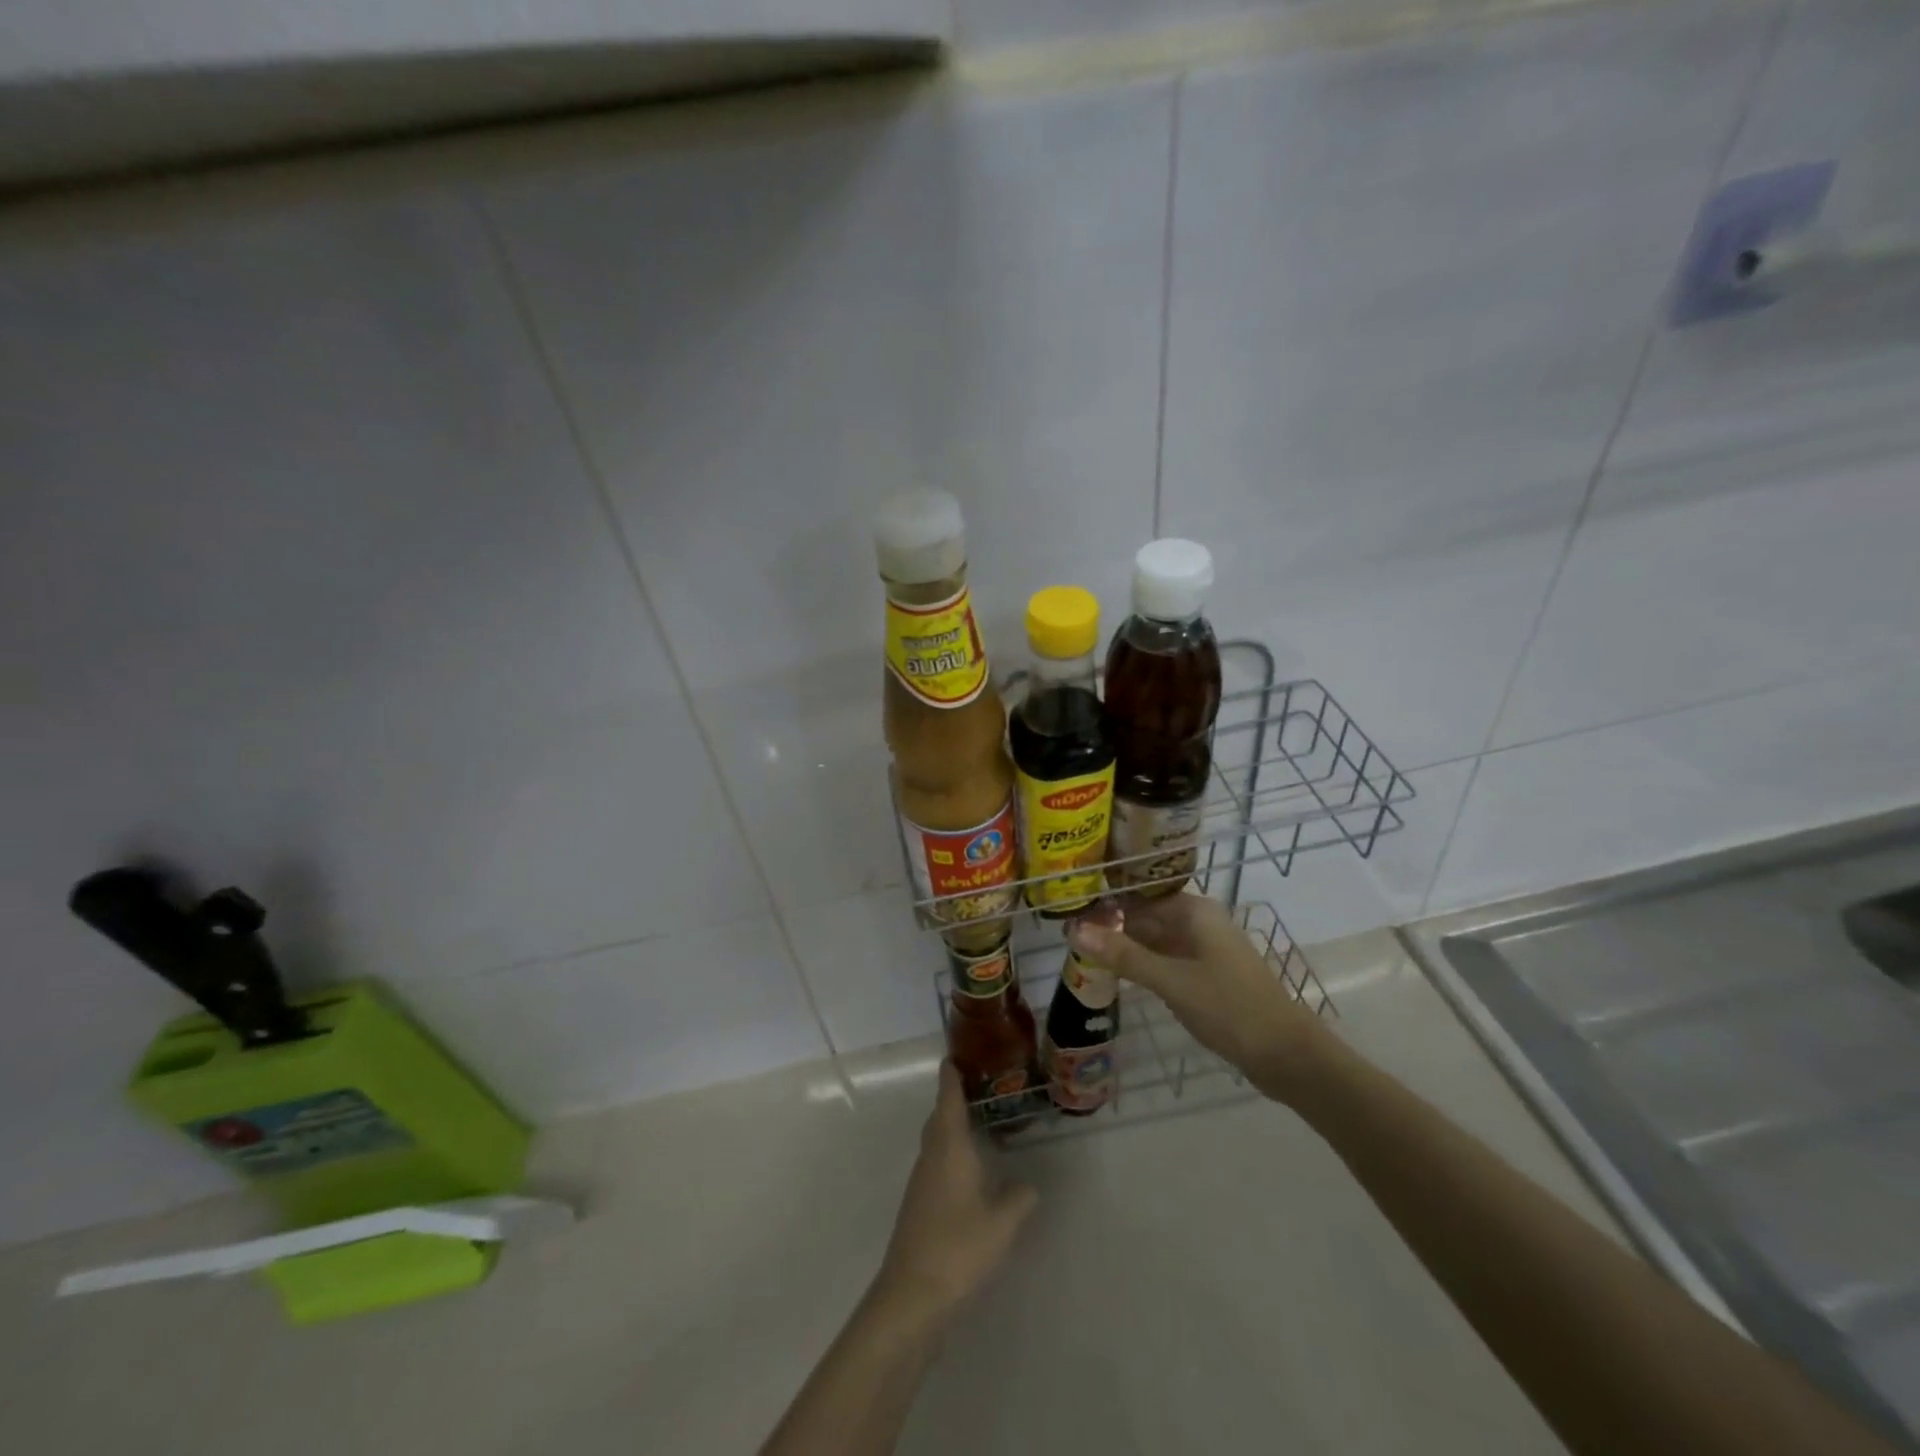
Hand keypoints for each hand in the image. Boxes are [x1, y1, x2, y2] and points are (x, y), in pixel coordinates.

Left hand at [875, 1063, 1038, 1325]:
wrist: (912, 1295)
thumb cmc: (958, 1247)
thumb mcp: (1002, 1223)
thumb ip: (1019, 1198)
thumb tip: (1029, 1184)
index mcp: (949, 1146)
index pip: (948, 1097)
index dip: (952, 1074)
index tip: (958, 1054)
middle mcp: (931, 1155)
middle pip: (939, 1115)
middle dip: (955, 1098)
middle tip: (981, 1085)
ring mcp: (921, 1180)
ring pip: (936, 1140)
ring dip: (953, 1126)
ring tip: (981, 1123)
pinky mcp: (919, 1204)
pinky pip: (936, 1162)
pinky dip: (951, 1152)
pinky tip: (969, 1169)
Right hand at [1069, 892, 1328, 1104]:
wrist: (1287, 1055)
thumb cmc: (1229, 1008)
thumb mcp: (1171, 981)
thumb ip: (1123, 955)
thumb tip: (1074, 930)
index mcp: (1194, 911)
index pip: (1139, 894)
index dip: (1106, 901)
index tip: (1069, 910)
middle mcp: (1199, 922)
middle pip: (1146, 915)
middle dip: (1111, 925)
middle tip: (1068, 936)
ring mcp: (1205, 949)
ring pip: (1155, 939)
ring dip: (1125, 946)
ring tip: (1082, 953)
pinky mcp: (1207, 974)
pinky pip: (1166, 959)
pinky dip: (1143, 964)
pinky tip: (1118, 975)